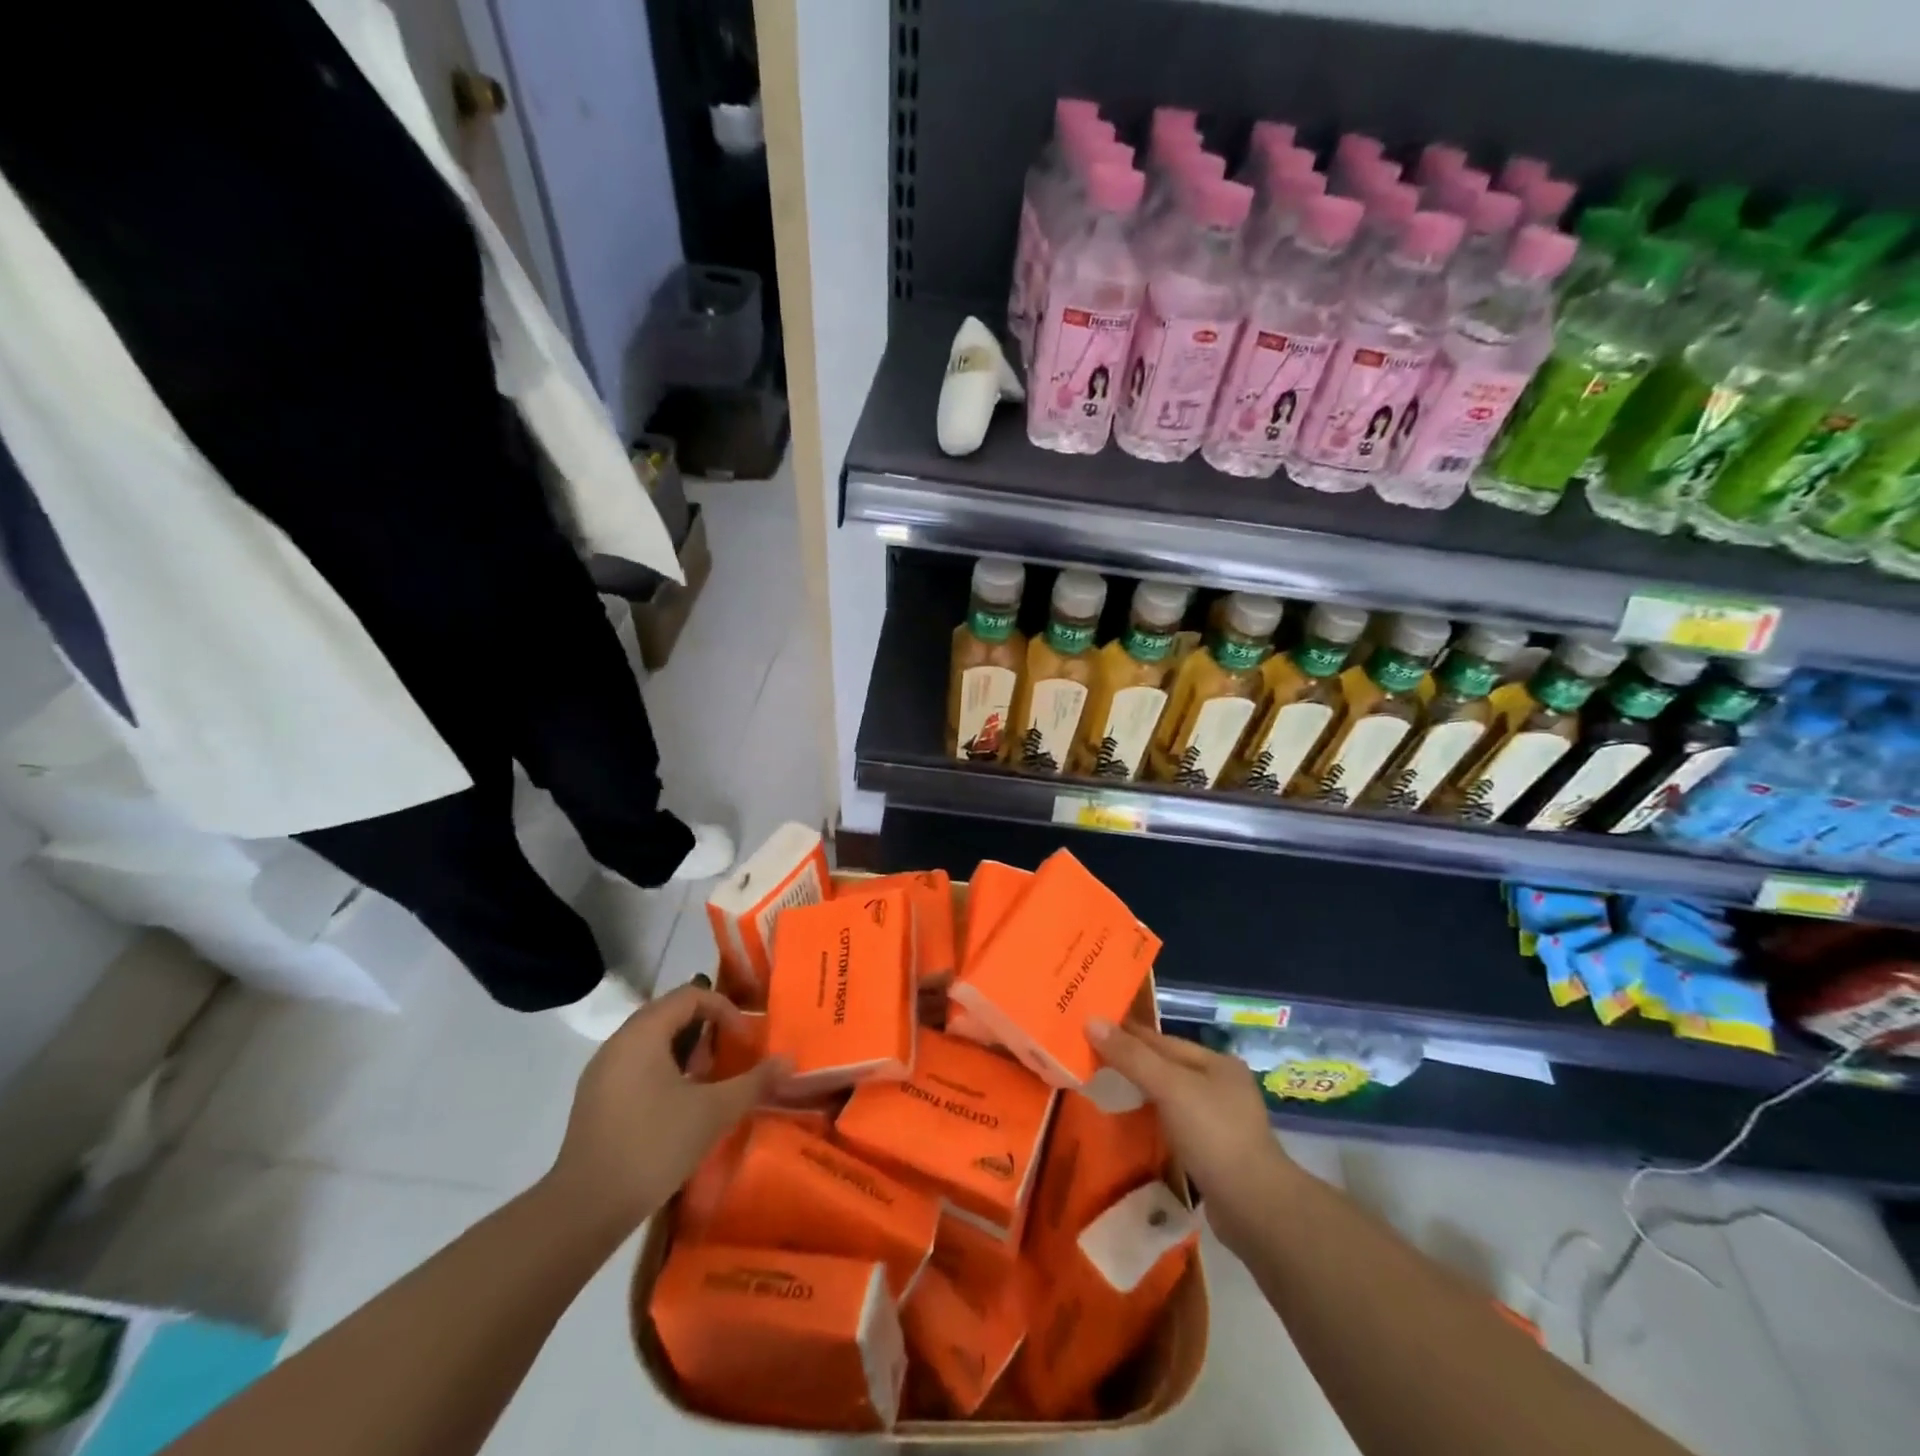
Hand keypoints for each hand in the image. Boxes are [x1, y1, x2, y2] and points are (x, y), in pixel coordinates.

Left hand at [547, 983, 783, 1234]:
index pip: (690, 995)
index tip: (744, 1041)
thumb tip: (789, 1060)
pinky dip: (664, 1072)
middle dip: (706, 1030)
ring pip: (652, 1042)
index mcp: (643, 1033)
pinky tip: (678, 1108)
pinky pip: (636, 1066)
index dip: (725, 1010)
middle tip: (728, 1059)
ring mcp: (601, 1072)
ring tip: (707, 1084)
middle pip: (670, 1014)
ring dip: (686, 1052)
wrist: (584, 1210)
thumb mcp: (713, 1112)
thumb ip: (753, 1081)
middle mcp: (618, 1043)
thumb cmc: (653, 1146)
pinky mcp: (595, 1100)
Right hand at [1087, 1018, 1295, 1250]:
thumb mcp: (1169, 1087)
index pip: (1162, 1040)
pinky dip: (1154, 1122)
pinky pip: (1175, 1126)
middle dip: (1132, 1064)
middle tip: (1090, 1061)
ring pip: (1171, 1098)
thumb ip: (1131, 1056)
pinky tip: (1135, 1127)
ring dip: (1142, 1095)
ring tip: (1106, 1092)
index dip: (1126, 1033)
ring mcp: (1221, 1122)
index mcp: (1217, 1062)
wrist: (1255, 1209)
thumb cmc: (1213, 1135)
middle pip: (1167, 1067)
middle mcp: (1222, 1086)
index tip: (1090, 1029)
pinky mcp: (1215, 1154)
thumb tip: (1091, 1021)